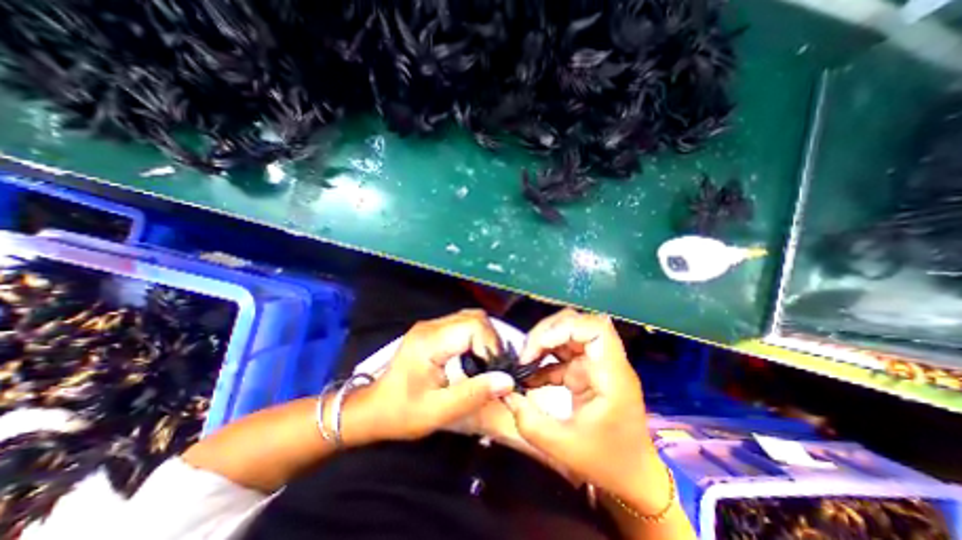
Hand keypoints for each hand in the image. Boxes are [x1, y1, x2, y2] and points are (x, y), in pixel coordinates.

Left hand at [343, 310, 515, 444]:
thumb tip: (507, 380)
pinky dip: (476, 337)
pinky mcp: (432, 330)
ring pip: (470, 318)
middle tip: (494, 367)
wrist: (372, 408)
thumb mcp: (438, 411)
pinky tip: (475, 357)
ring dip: (485, 338)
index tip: (495, 370)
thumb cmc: (401, 412)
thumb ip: (474, 394)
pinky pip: (463, 324)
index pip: (473, 326)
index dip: (490, 345)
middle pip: (474, 317)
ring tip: (487, 363)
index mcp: (430, 342)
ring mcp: (430, 325)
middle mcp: (430, 326)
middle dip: (491, 340)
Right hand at [499, 309, 666, 509]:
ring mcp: (594, 364)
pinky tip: (529, 375)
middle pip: (576, 323)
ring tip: (524, 361)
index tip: (542, 345)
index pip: (596, 327)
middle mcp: (605, 361)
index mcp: (611, 374)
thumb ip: (529, 420)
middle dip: (547, 333)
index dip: (565, 327)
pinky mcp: (585, 371)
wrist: (633, 477)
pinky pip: (561, 354)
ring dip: (542, 343)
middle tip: (526, 355)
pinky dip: (544, 359)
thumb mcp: (563, 447)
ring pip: (566, 334)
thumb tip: (505, 393)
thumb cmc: (607, 462)